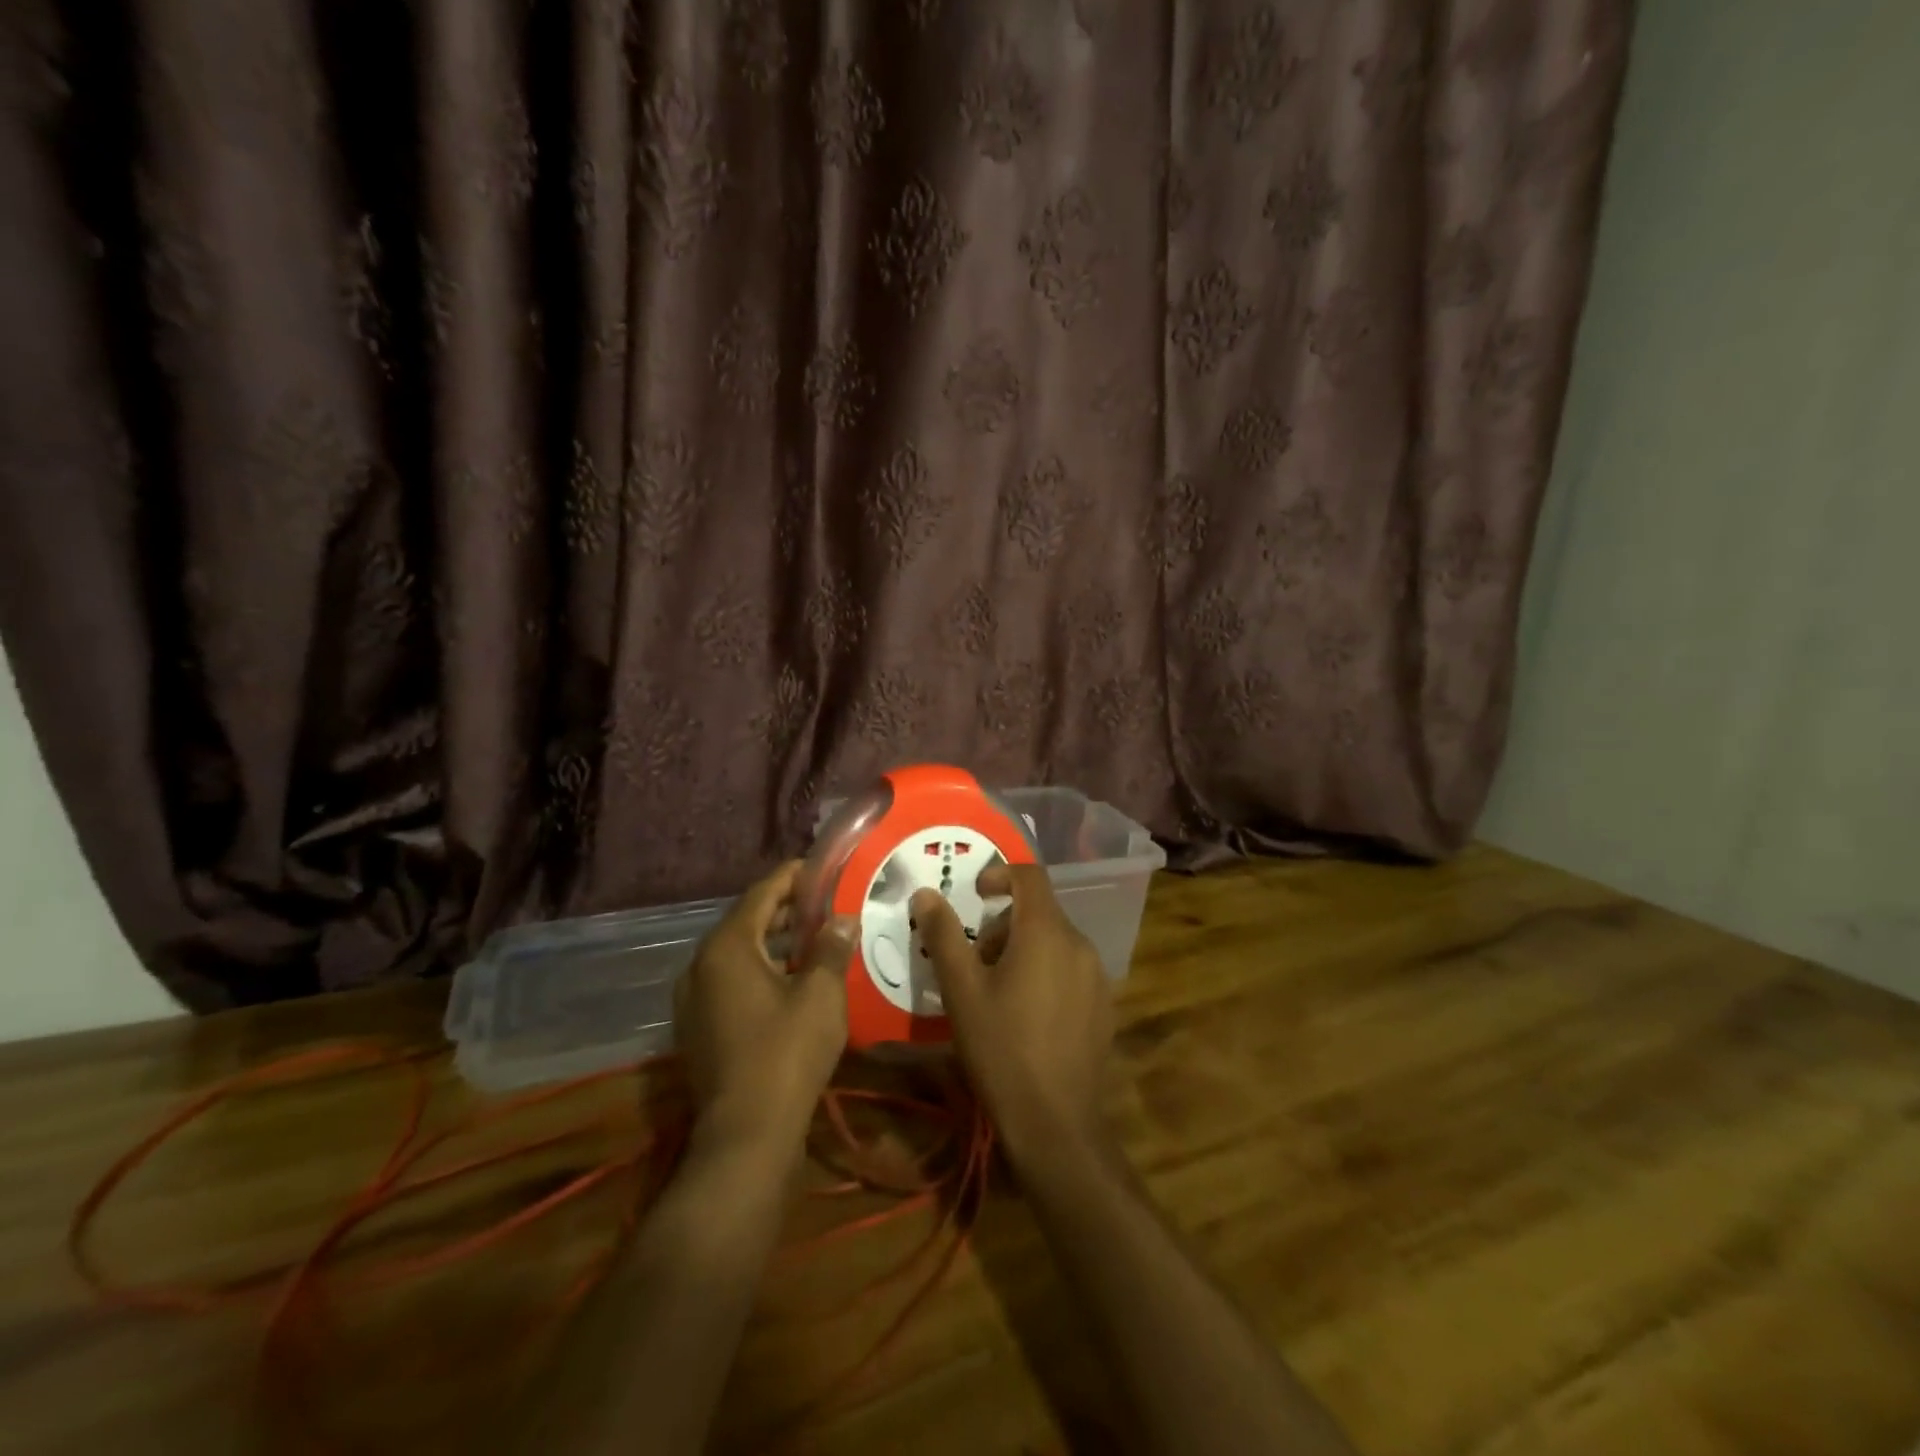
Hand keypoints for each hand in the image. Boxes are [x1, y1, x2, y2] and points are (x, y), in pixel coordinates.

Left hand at [675, 861, 855, 1165]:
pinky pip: (732, 981)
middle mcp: (701, 966)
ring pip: (740, 954)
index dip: (792, 877)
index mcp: (727, 948)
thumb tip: (843, 920)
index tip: (820, 867)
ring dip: (776, 941)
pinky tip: (794, 980)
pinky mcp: (700, 1027)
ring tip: (816, 937)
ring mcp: (695, 1000)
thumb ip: (831, 949)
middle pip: (747, 922)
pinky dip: (762, 969)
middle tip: (825, 902)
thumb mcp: (820, 995)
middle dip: (786, 909)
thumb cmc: (786, 1054)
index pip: (761, 894)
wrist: (746, 1135)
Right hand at [911, 865, 1114, 1167]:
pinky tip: (1027, 1016)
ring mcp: (1097, 976)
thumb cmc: (1001, 1048)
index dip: (999, 875)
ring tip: (997, 993)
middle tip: (975, 961)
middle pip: (1040, 912)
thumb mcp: (961, 990)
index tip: (975, 896)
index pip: (1029, 876)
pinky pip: (1071, 969)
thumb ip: (944, 935)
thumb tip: (925, 893)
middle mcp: (1079, 944)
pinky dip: (1046, 972)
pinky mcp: (1104, 1005)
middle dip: (1004, 925)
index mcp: (1046, 932)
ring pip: (1055, 942)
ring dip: (1024, 950)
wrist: (1055, 1124)